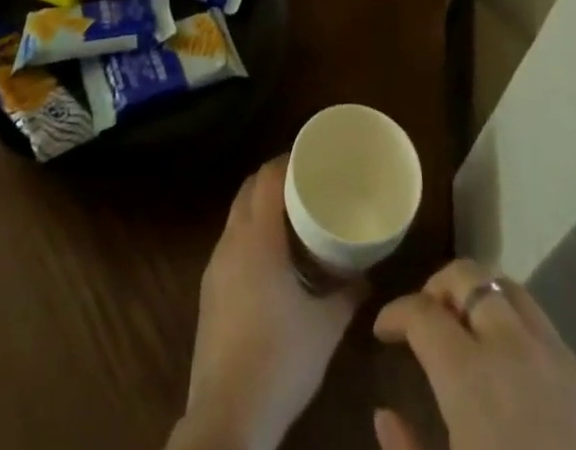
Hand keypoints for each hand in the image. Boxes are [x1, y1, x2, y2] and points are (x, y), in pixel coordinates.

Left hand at [174, 158, 364, 449]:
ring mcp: (215, 266)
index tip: (314, 158)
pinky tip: (271, 260)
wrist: (229, 416)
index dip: (289, 159)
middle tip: (307, 184)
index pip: (267, 176)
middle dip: (275, 179)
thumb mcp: (327, 325)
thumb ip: (349, 293)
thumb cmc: (281, 358)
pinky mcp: (209, 292)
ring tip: (293, 218)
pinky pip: (231, 243)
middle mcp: (231, 241)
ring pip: (237, 216)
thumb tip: (367, 274)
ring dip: (261, 207)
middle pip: (249, 189)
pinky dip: (250, 234)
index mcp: (257, 237)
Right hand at [373, 260, 575, 449]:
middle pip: (470, 277)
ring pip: (513, 291)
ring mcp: (561, 359)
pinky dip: (522, 337)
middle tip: (426, 314)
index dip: (397, 312)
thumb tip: (385, 415)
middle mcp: (513, 347)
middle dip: (440, 286)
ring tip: (470, 329)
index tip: (384, 330)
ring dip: (483, 298)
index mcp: (469, 375)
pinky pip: (550, 335)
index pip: (422, 312)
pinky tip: (521, 378)